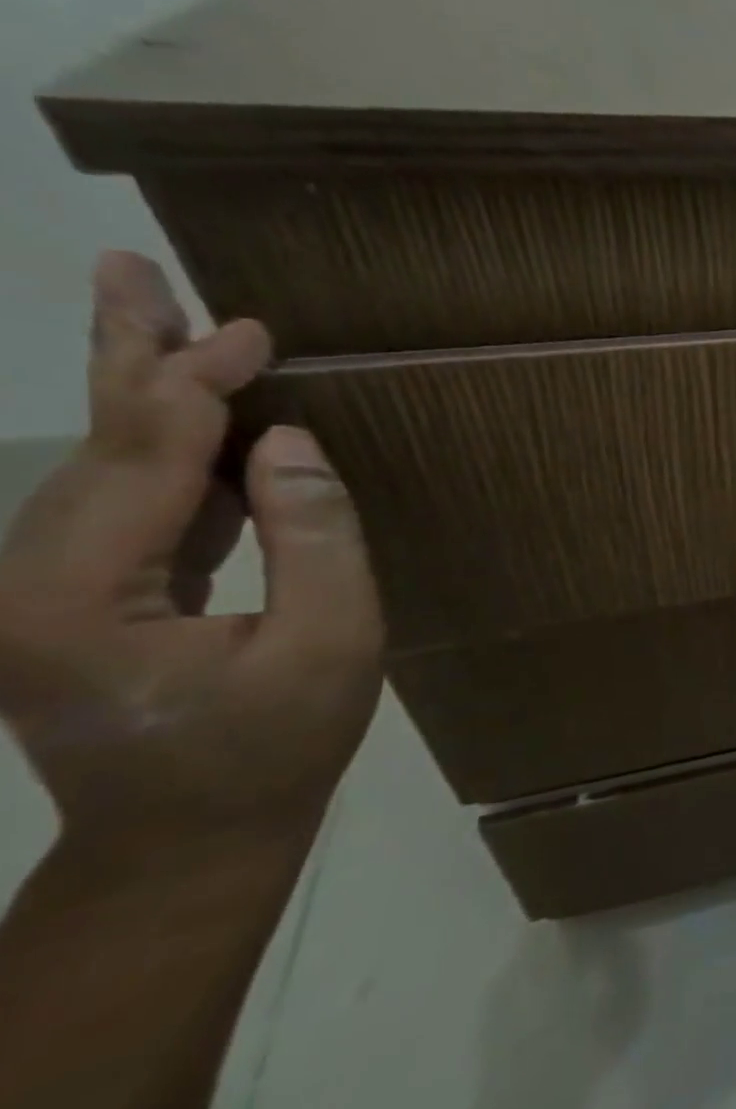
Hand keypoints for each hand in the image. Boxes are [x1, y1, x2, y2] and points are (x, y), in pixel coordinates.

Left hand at [0, 252, 383, 853]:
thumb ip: (315, 539)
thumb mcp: (331, 644)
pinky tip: (198, 419)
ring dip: (143, 393)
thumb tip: (287, 443)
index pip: (145, 460)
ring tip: (166, 323)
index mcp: (76, 599)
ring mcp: (37, 594)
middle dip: (127, 356)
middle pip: (93, 447)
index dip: (198, 386)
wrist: (191, 839)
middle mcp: (23, 584)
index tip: (252, 330)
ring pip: (100, 467)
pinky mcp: (72, 600)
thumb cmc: (275, 748)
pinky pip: (126, 505)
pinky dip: (165, 450)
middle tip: (129, 269)